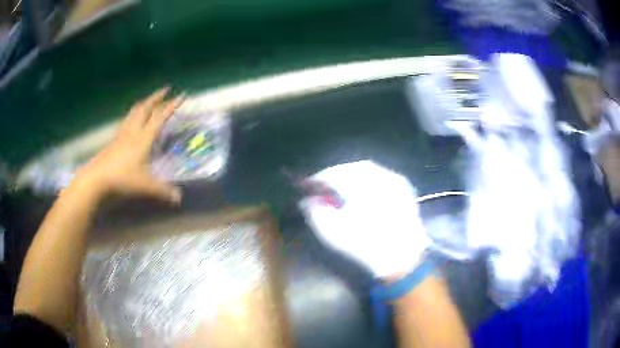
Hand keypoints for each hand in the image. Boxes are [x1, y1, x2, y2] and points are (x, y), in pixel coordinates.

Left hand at [71, 88, 183, 202]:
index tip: (181, 95)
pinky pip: (126, 121)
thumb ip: (163, 191)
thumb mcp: (145, 186)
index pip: (160, 117)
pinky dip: (133, 116)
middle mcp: (133, 131)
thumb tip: (179, 198)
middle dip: (156, 97)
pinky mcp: (114, 141)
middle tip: (165, 90)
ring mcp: (122, 135)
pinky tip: (132, 121)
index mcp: (143, 138)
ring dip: (144, 104)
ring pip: (134, 112)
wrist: (97, 179)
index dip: (171, 106)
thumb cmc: (122, 179)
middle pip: (145, 108)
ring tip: (149, 101)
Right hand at [300, 161, 430, 278]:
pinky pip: (381, 178)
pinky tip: (363, 194)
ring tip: (341, 191)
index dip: (319, 179)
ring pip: (368, 172)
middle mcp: (381, 176)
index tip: (307, 186)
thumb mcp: (333, 233)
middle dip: (336, 176)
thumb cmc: (367, 246)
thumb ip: (315, 212)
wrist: (404, 259)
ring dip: (352, 177)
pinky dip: (368, 182)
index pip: (335, 174)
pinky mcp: (404, 189)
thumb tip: (307, 200)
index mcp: (363, 184)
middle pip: (352, 169)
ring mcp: (396, 181)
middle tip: (324, 188)